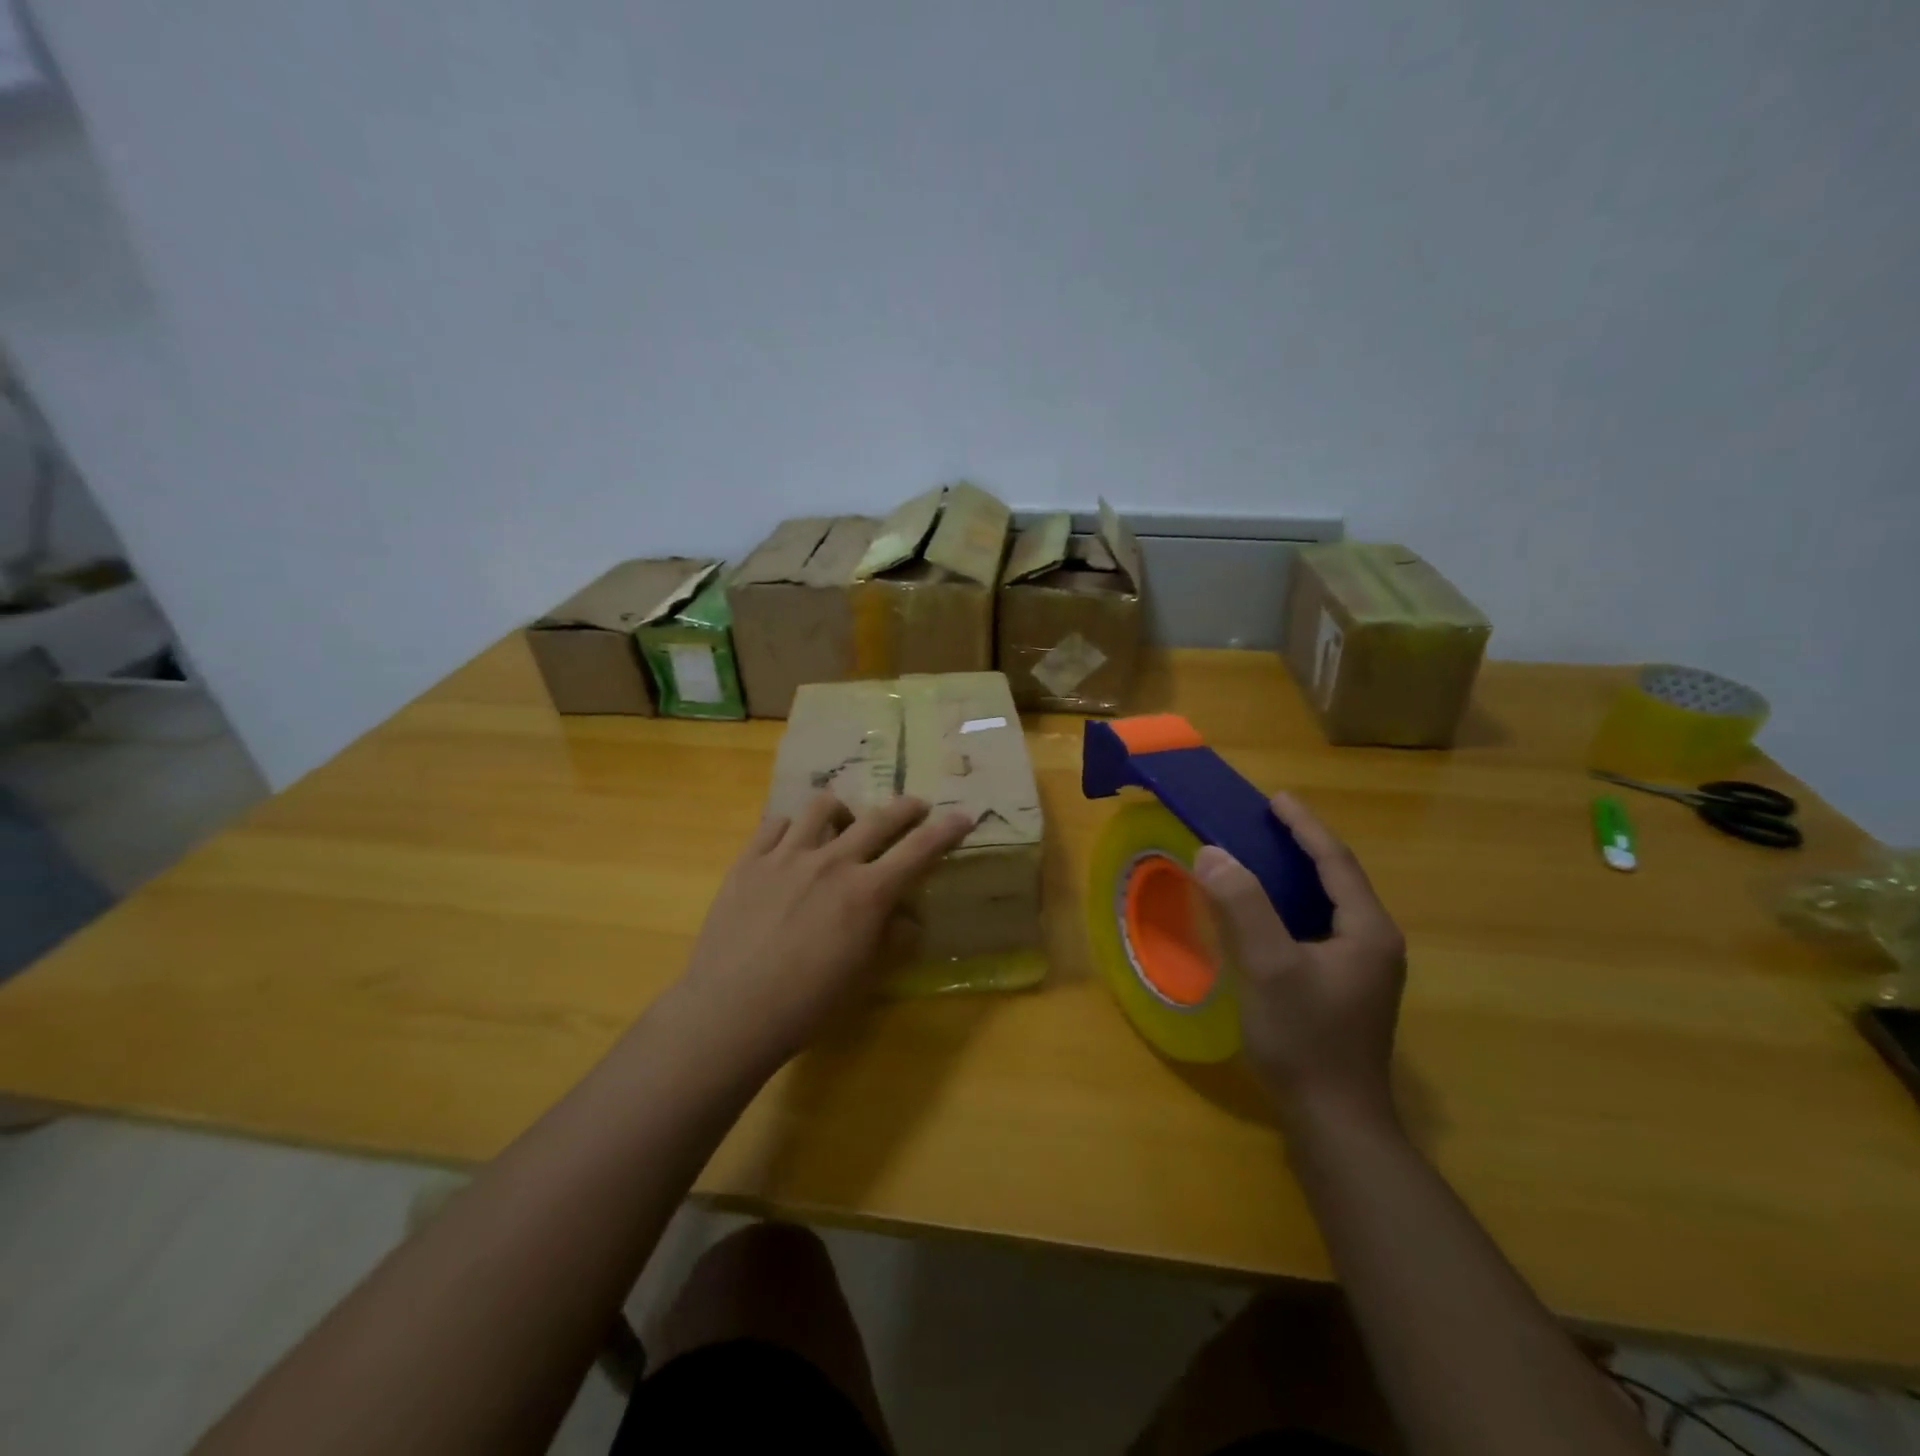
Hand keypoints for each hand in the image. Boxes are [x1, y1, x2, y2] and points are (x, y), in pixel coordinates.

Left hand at [673, 792, 972, 1068]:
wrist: (730, 1011)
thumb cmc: (806, 1005)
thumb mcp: (863, 979)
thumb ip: (891, 940)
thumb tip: (907, 918)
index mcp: (867, 893)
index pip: (918, 850)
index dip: (945, 831)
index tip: (962, 816)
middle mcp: (832, 862)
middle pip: (878, 819)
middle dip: (905, 808)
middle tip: (915, 808)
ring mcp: (786, 856)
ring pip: (823, 807)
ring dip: (844, 810)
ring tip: (844, 824)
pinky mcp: (749, 860)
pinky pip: (777, 823)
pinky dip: (793, 826)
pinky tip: (793, 843)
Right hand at [1193, 792, 1405, 1129]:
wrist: (1335, 1122)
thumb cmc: (1305, 1039)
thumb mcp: (1269, 967)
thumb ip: (1242, 906)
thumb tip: (1212, 852)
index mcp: (1367, 931)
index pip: (1336, 862)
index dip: (1305, 826)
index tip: (1275, 799)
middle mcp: (1374, 945)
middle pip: (1337, 880)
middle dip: (1301, 846)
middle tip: (1262, 823)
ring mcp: (1362, 971)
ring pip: (1327, 906)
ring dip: (1296, 876)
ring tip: (1258, 857)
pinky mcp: (1344, 990)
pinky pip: (1317, 929)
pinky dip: (1290, 908)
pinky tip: (1264, 914)